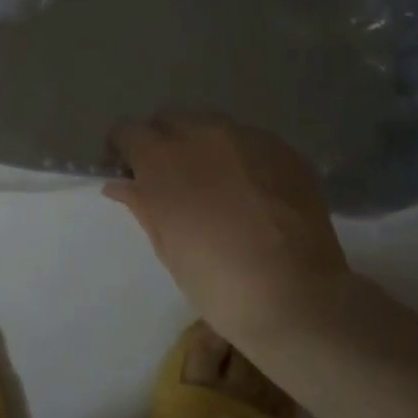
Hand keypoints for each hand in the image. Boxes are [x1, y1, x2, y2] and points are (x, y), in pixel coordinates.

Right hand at [104, 116, 349, 340]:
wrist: (296, 298)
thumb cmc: (216, 280)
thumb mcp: (167, 247)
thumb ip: (142, 205)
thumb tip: (121, 184)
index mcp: (163, 159)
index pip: (128, 131)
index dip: (122, 149)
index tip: (125, 171)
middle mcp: (202, 135)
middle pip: (169, 120)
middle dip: (161, 141)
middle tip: (167, 177)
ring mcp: (248, 138)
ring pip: (210, 125)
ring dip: (200, 145)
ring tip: (211, 182)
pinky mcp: (284, 150)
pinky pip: (249, 141)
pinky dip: (238, 157)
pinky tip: (248, 192)